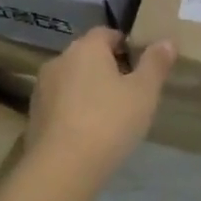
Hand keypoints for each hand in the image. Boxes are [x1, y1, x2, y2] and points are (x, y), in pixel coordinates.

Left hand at [29, 28, 175, 175]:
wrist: (63, 167)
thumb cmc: (109, 121)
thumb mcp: (144, 92)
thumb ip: (156, 64)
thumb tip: (167, 41)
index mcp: (86, 48)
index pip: (106, 33)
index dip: (125, 45)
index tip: (141, 65)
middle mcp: (59, 60)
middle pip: (87, 56)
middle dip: (107, 68)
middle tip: (130, 91)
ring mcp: (42, 88)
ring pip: (72, 80)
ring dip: (88, 89)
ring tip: (110, 114)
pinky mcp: (34, 114)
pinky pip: (60, 103)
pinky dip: (74, 109)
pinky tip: (88, 131)